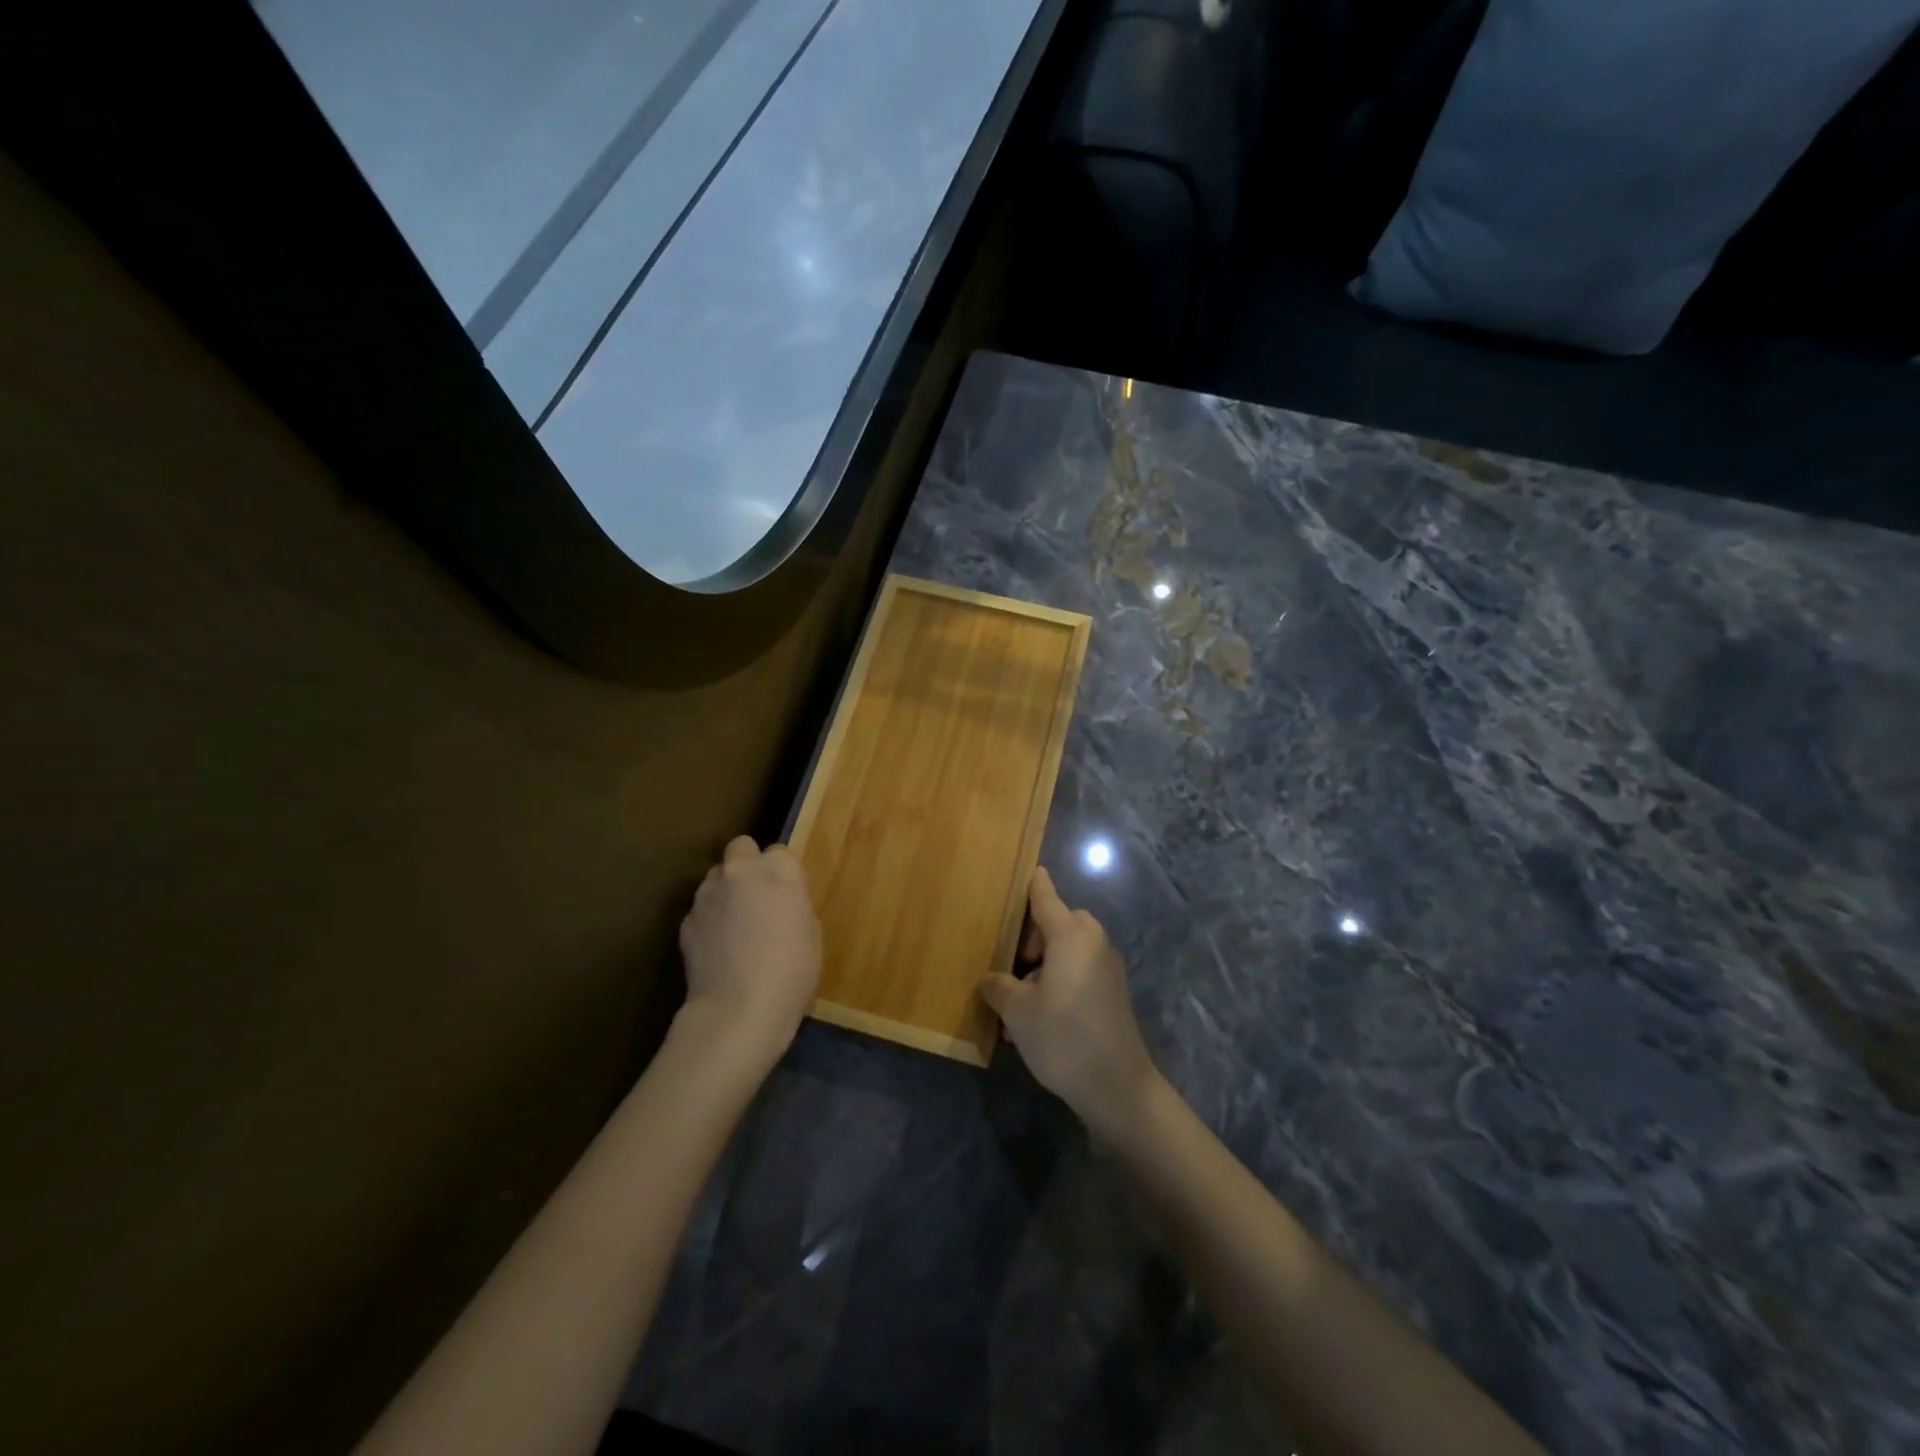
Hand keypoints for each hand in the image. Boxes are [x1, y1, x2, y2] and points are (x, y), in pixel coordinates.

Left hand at [677, 836, 820, 1069]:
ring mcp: (707, 893)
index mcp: (778, 869)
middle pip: (742, 848)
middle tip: (759, 896)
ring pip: (716, 876)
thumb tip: (779, 904)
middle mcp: (740, 870)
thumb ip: (793, 904)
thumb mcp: (811, 932)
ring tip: (736, 925)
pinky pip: (702, 909)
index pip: (781, 852)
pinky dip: (709, 920)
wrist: (739, 1010)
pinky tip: (719, 948)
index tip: (788, 895)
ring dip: (726, 890)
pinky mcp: (686, 921)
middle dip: (748, 864)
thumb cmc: (792, 970)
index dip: (784, 873)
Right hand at [980, 867, 1160, 1135]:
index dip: (1034, 883)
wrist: (1117, 1086)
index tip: (1028, 868)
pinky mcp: (1113, 992)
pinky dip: (1060, 979)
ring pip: (1068, 950)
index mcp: (1070, 935)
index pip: (1046, 896)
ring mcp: (1107, 967)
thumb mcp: (1017, 1011)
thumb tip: (991, 979)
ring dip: (1044, 965)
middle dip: (1031, 940)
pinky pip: (1080, 970)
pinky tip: (1040, 1017)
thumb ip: (998, 986)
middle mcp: (1093, 941)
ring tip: (1019, 1003)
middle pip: (1057, 923)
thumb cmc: (1062, 1037)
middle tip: (1011, 970)